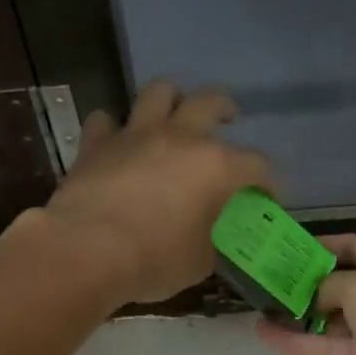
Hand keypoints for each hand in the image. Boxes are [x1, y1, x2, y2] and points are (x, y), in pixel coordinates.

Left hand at [40, 80, 271, 305]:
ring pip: (158, 92)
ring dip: (170, 99)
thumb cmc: (155, 260)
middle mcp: (180, 138)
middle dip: (225, 109)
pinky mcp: (97, 143)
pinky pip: (105, 120)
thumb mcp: (199, 262)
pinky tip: (115, 140)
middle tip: (228, 119)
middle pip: (211, 102)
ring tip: (173, 113)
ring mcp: (136, 134)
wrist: (88, 250)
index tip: (266, 198)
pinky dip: (112, 128)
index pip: (257, 165)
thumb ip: (211, 242)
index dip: (267, 182)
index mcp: (216, 167)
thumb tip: (208, 239)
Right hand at [255, 234, 355, 354]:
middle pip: (335, 284)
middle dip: (303, 283)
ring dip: (295, 314)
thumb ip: (326, 285)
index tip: (288, 248)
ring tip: (258, 306)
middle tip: (264, 279)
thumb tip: (311, 297)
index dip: (323, 245)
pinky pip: (322, 346)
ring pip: (325, 318)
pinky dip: (295, 341)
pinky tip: (264, 333)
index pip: (352, 246)